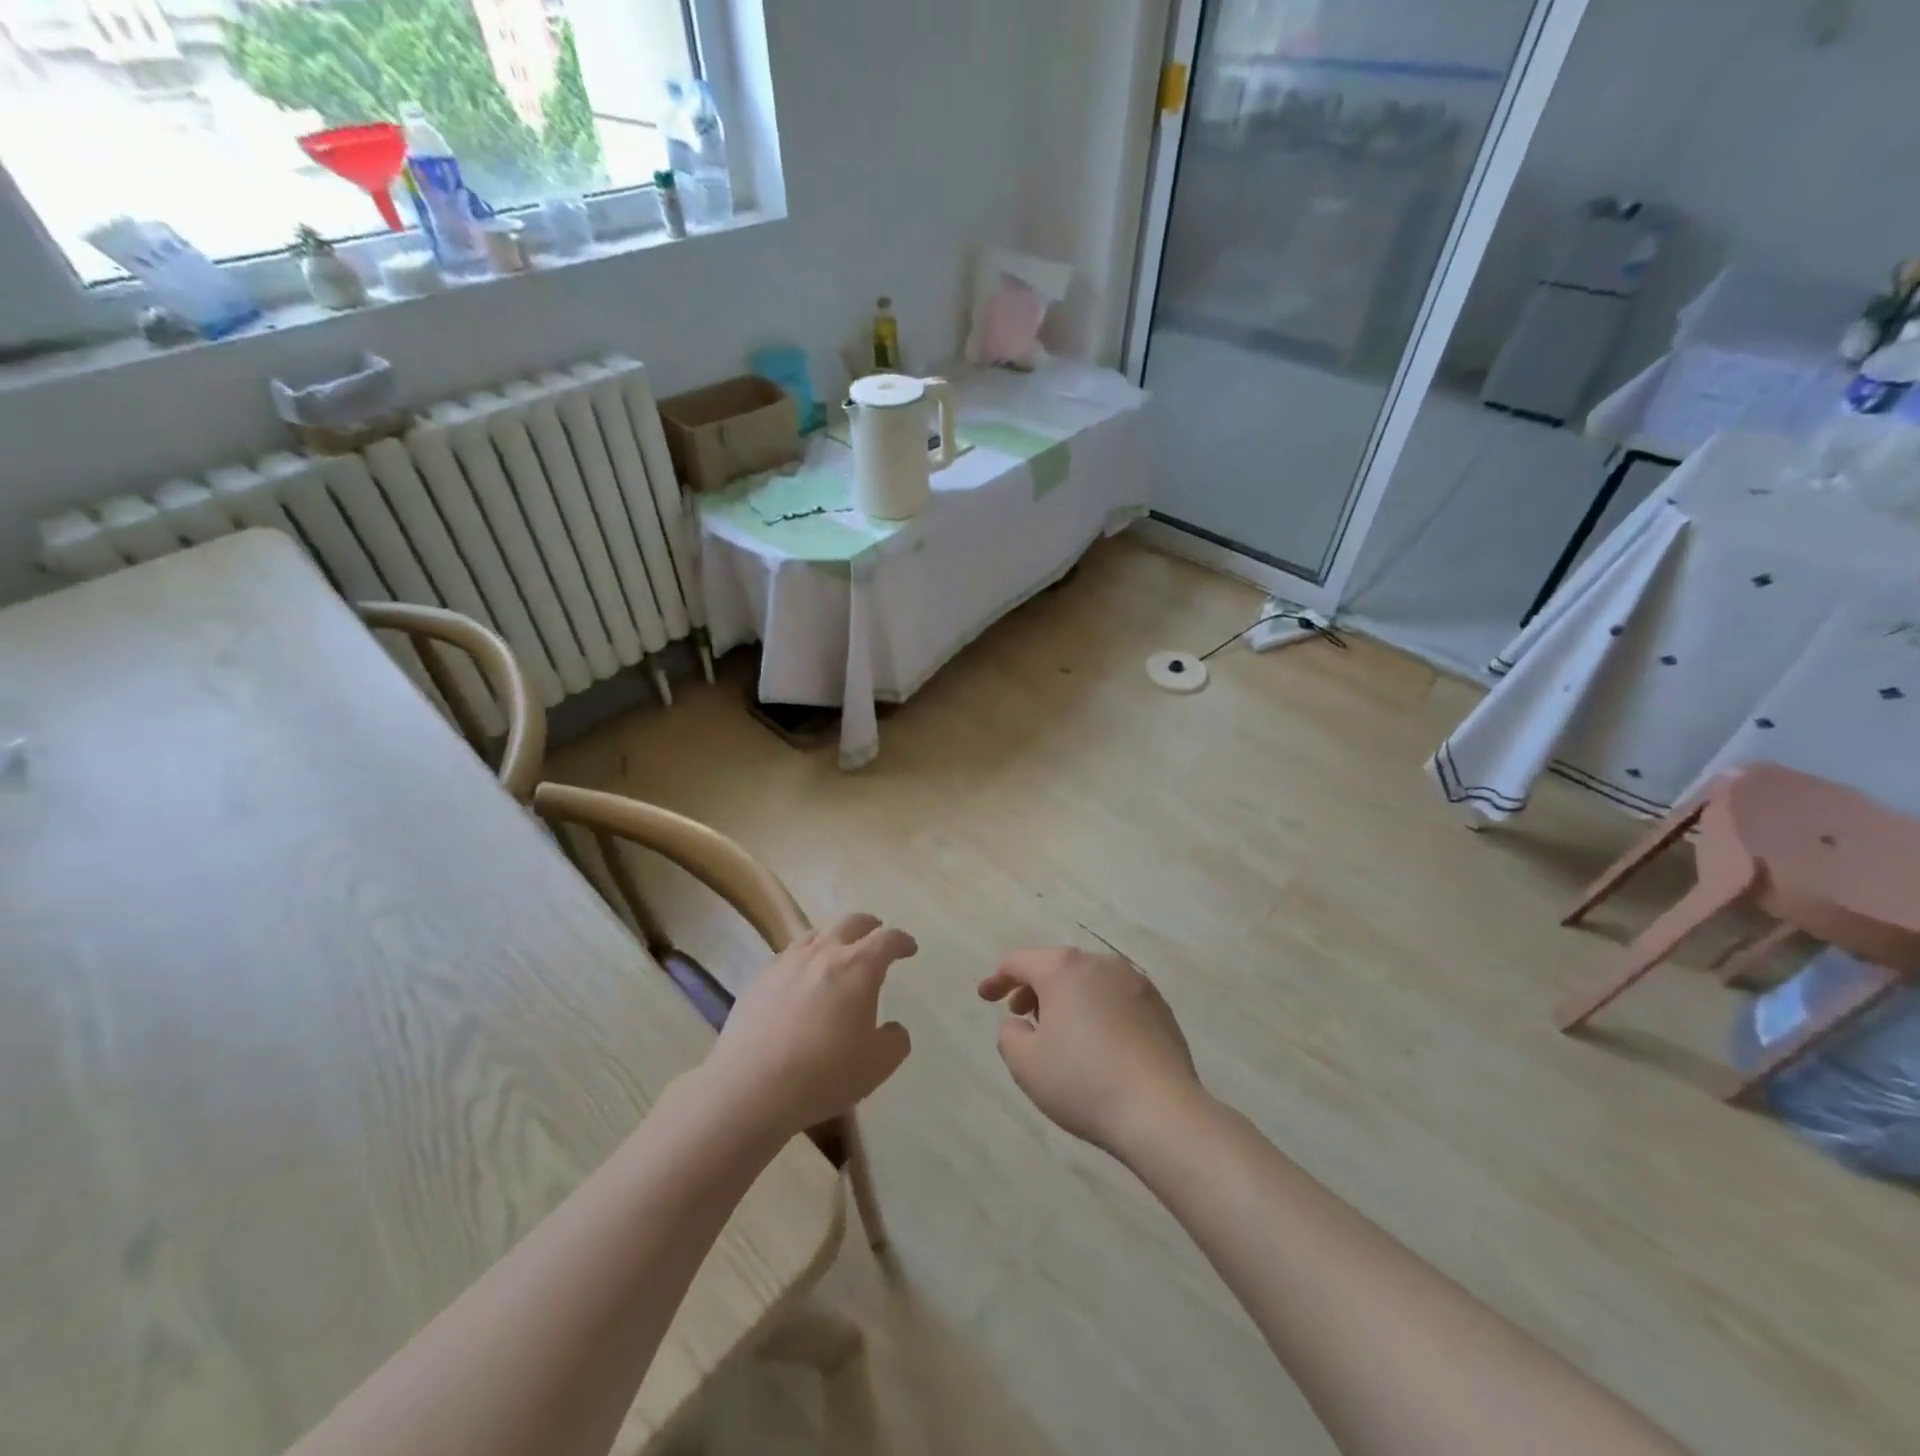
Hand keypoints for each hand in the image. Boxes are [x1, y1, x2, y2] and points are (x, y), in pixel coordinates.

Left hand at [704, 913, 915, 1138]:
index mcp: (859, 966)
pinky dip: (802, 960)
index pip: (887, 939)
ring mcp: (787, 962)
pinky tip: (799, 982)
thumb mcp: (877, 1065)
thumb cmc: (824, 1073)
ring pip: (815, 935)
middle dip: (869, 926)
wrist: (751, 1086)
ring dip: (833, 939)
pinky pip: (787, 957)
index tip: (909, 948)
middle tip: (876, 936)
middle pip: (851, 923)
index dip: (902, 941)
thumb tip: (893, 1029)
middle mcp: (824, 953)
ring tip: (836, 955)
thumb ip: (895, 1042)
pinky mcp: (759, 979)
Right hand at [978, 947, 1204, 1158]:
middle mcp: (1101, 964)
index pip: (1020, 962)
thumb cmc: (1083, 1082)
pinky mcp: (1160, 1006)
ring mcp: (1135, 982)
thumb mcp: (1026, 1064)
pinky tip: (1098, 1043)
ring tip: (1060, 1031)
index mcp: (1064, 969)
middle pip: (1057, 966)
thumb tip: (1020, 1023)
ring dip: (1068, 998)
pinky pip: (1116, 998)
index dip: (998, 978)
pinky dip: (1098, 1010)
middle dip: (1035, 987)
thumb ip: (1010, 1035)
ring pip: (1089, 981)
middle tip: (1021, 1015)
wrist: (1160, 1110)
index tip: (985, 997)